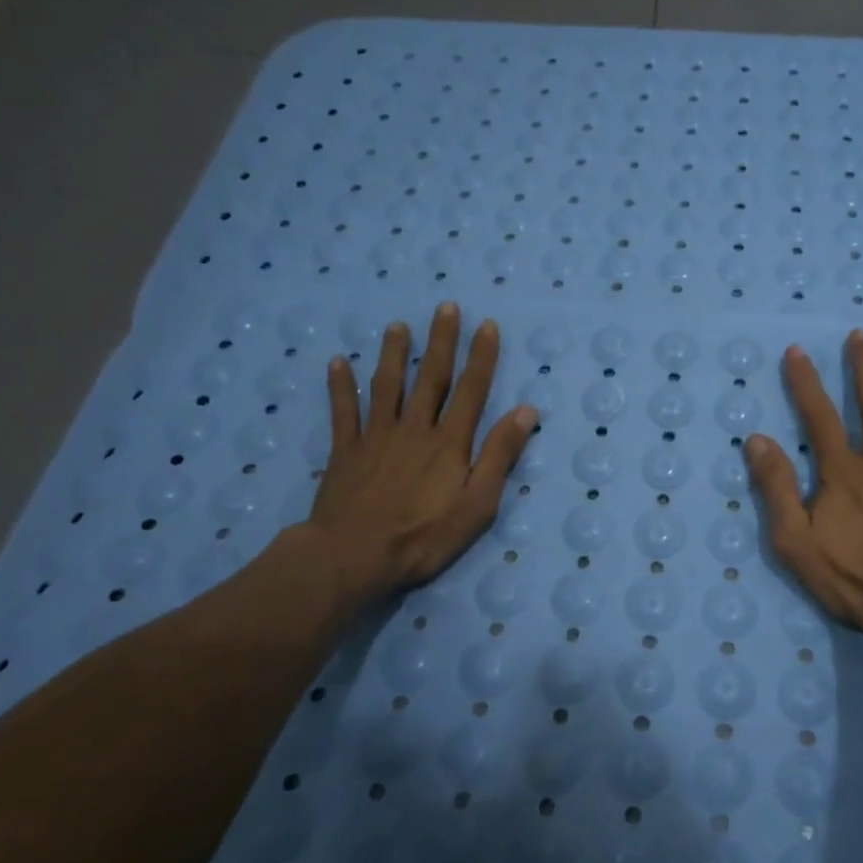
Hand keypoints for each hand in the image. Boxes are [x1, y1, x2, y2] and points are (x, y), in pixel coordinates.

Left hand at [299, 303, 535, 609]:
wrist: (353, 556)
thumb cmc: (423, 536)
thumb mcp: (477, 504)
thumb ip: (499, 455)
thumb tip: (525, 411)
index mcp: (449, 442)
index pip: (471, 390)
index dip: (481, 357)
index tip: (486, 325)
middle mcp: (414, 428)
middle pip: (431, 378)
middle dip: (441, 341)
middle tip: (445, 306)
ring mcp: (376, 437)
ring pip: (386, 386)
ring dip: (394, 354)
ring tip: (397, 326)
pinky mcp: (345, 451)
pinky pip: (342, 412)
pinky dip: (340, 386)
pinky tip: (337, 362)